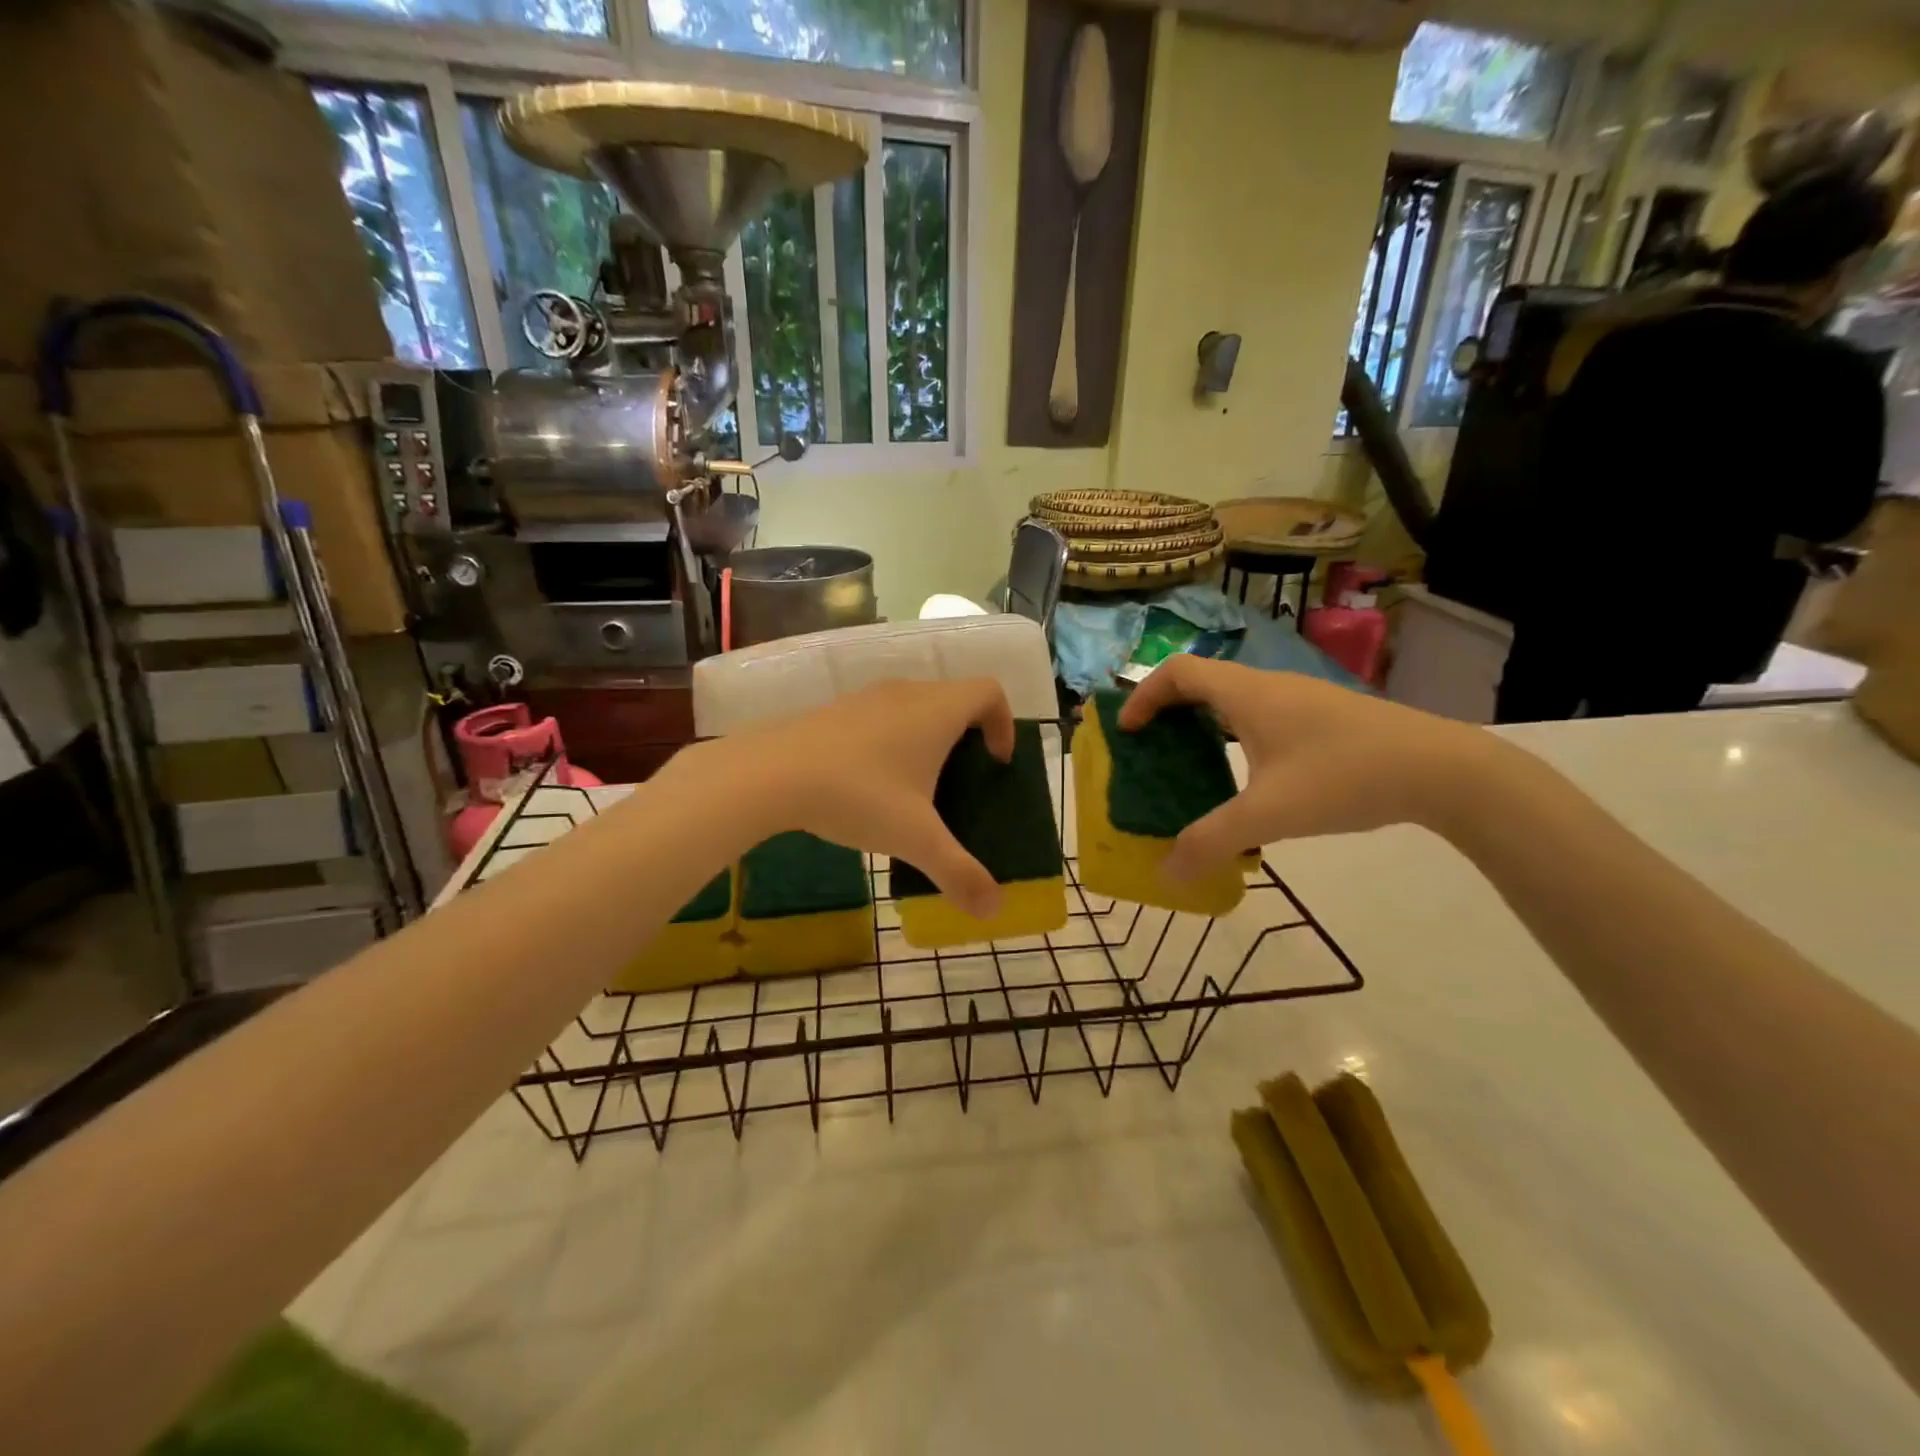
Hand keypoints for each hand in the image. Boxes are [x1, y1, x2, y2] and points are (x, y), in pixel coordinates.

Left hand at [675, 678, 1015, 917]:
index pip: (990, 691)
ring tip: (916, 786)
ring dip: (926, 737)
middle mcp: (907, 692)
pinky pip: (879, 716)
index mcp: (937, 710)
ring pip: (914, 705)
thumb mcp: (915, 839)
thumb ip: (959, 872)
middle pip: (954, 697)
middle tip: (961, 780)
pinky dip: (891, 739)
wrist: (770, 773)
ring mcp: (866, 697)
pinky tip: (869, 783)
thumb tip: (994, 909)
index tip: (996, 763)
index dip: (1004, 722)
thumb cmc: (858, 796)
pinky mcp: (835, 710)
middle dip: (967, 735)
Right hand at [1117, 658, 1496, 879]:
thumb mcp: (1269, 814)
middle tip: (1151, 750)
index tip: (1128, 732)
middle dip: (1167, 711)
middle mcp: (1269, 686)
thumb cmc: (1345, 777)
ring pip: (1234, 699)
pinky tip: (1251, 778)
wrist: (1444, 770)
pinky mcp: (1325, 717)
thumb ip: (1212, 842)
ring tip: (1193, 766)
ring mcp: (1301, 699)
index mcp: (1247, 694)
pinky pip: (1261, 714)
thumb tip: (1165, 874)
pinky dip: (1235, 735)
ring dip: (1203, 724)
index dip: (1143, 696)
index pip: (1176, 671)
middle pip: (1202, 681)